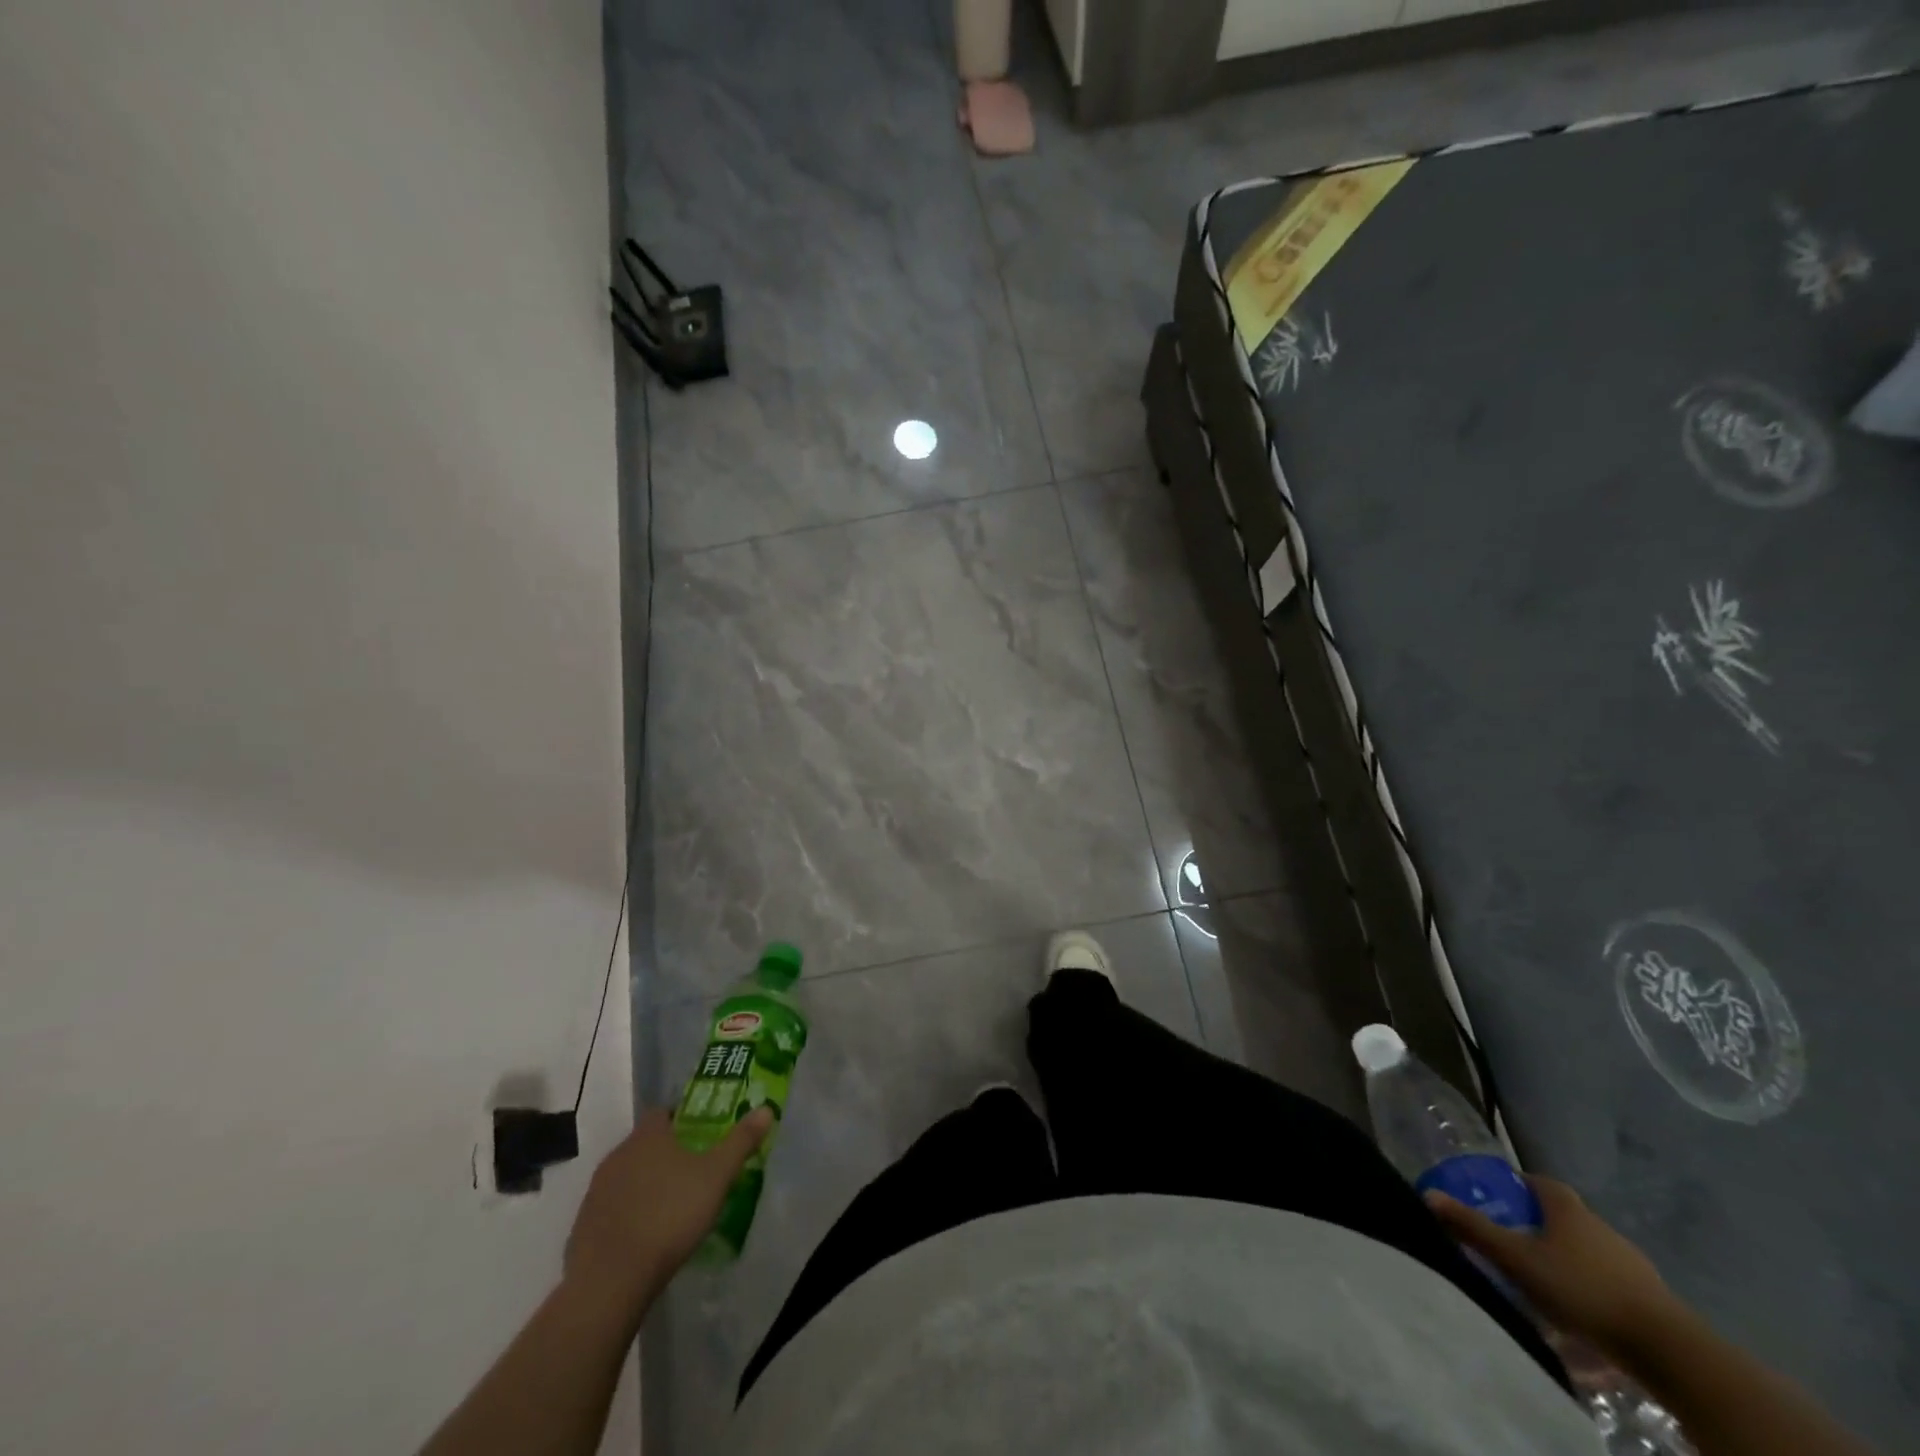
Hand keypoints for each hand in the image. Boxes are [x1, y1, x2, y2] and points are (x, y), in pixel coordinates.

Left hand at [563, 1107, 773, 1313]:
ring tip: (671, 1205)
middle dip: (665, 1153)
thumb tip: (765, 1109)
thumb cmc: (669, 1215)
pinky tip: (645, 1235)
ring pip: (626, 1176)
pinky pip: (611, 1209)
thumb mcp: (717, 1176)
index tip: (699, 1133)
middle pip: (644, 1144)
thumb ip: (740, 1141)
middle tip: (692, 1170)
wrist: (610, 1281)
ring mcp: (596, 1192)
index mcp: (647, 1137)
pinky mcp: (583, 1227)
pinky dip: (628, 1214)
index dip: (680, 1117)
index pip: (662, 1112)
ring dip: (645, 1184)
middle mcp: (617, 1155)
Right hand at [1425, 1174, 1681, 1356]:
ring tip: (1539, 1282)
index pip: (1537, 1181)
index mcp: (1566, 1207)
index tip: (1496, 1197)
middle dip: (1535, 1225)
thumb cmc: (1582, 1289)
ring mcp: (1628, 1261)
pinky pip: (1606, 1280)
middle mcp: (1598, 1225)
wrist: (1667, 1348)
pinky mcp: (1648, 1296)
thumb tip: (1429, 1195)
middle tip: (1509, 1242)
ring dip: (1562, 1259)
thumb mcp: (1517, 1259)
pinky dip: (1588, 1287)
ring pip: (1584, 1250)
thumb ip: (1474, 1228)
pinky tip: (1576, 1311)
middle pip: (1560, 1216)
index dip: (1515, 1185)